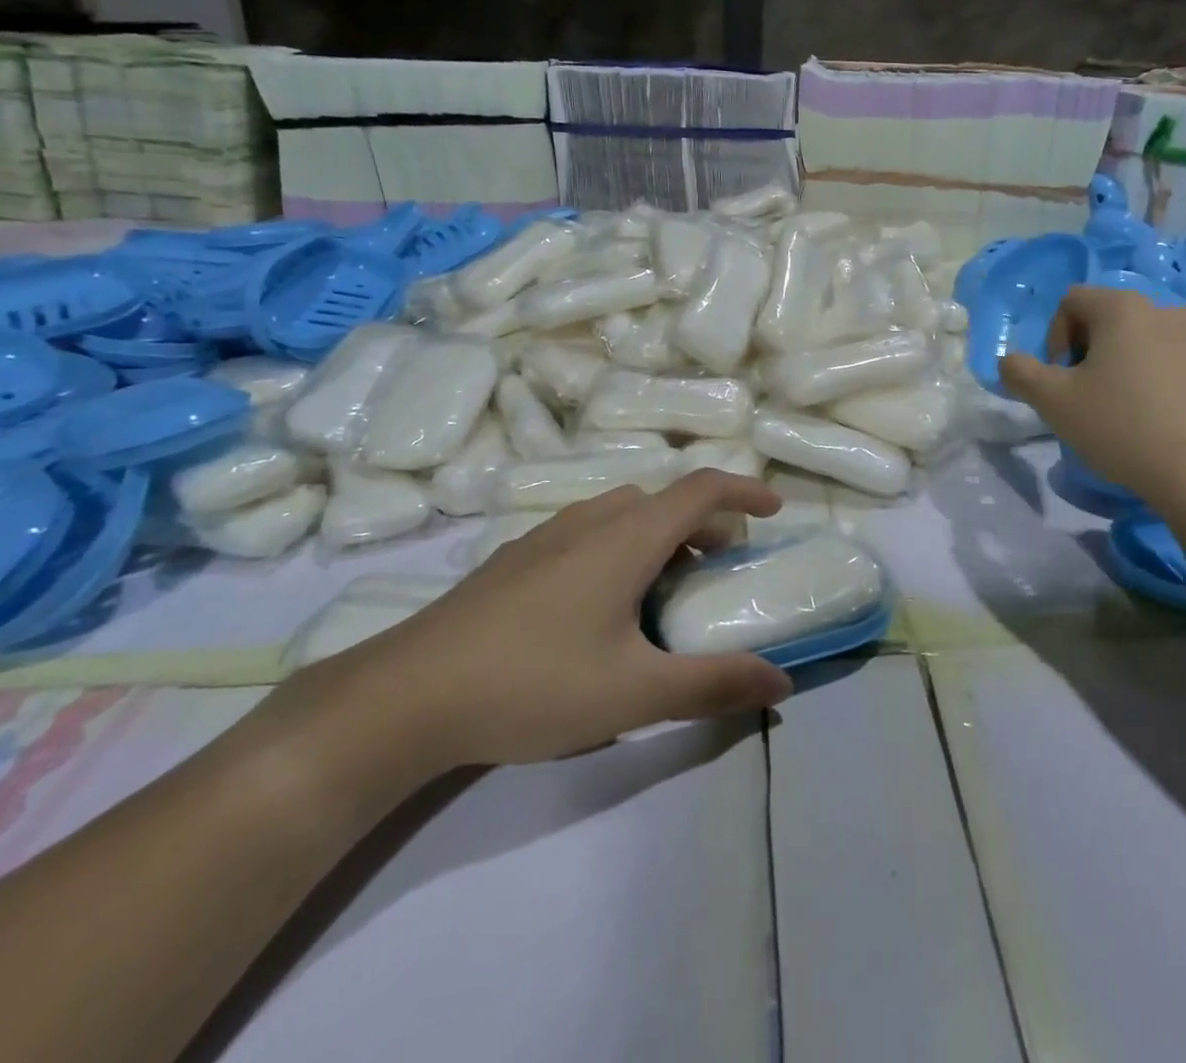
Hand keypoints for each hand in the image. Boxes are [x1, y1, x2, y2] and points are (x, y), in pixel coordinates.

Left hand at [283, 472, 793, 784]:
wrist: (404, 696)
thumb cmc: (534, 683)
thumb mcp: (636, 692)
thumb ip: (714, 684)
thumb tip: (781, 681)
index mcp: (626, 537)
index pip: (701, 489)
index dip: (744, 491)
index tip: (774, 511)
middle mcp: (589, 521)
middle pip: (664, 501)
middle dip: (705, 525)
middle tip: (720, 571)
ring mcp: (545, 537)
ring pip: (621, 515)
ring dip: (659, 536)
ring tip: (664, 589)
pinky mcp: (513, 560)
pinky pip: (587, 533)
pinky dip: (619, 547)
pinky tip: (598, 607)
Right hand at [1000, 286, 1185, 511]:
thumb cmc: (1123, 429)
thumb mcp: (1053, 403)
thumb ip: (1021, 373)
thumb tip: (1010, 361)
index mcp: (1125, 310)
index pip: (1073, 300)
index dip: (1056, 337)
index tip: (1062, 378)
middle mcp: (1173, 312)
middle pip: (1118, 320)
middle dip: (1097, 353)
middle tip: (1094, 398)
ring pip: (1159, 345)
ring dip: (1139, 368)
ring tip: (1136, 415)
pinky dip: (1177, 387)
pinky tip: (1173, 426)